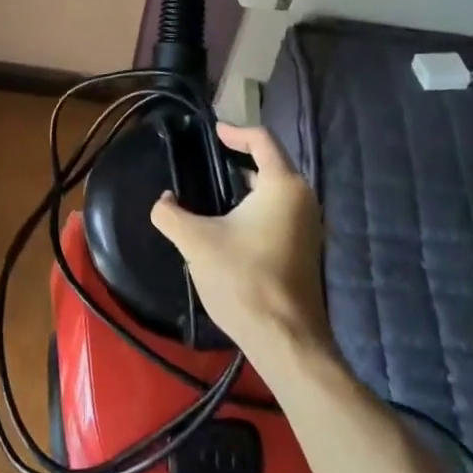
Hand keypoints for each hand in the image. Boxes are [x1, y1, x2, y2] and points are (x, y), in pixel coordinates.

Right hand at [150, 123, 333, 359]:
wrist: (286, 342)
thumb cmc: (243, 279)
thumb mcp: (195, 242)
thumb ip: (170, 214)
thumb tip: (163, 201)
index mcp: (282, 186)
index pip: (262, 139)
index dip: (235, 131)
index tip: (213, 132)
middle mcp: (303, 200)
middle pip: (271, 164)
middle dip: (240, 160)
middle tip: (208, 161)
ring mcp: (310, 227)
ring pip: (276, 192)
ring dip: (248, 187)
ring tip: (214, 193)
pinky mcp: (307, 252)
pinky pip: (281, 214)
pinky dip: (257, 209)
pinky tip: (231, 226)